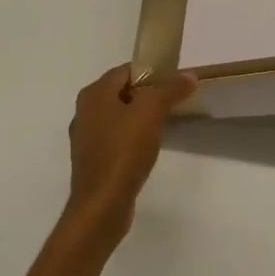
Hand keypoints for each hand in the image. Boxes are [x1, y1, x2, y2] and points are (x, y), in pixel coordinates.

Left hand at [64, 65, 196, 243]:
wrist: (102, 205)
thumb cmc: (123, 151)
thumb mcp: (151, 112)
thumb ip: (170, 89)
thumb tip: (189, 75)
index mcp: (94, 93)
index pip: (127, 70)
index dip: (152, 72)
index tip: (176, 82)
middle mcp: (85, 111)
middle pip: (123, 92)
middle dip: (149, 94)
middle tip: (175, 102)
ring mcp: (86, 137)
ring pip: (120, 116)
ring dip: (141, 117)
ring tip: (166, 124)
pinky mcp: (93, 160)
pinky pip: (117, 138)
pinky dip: (133, 138)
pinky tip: (149, 148)